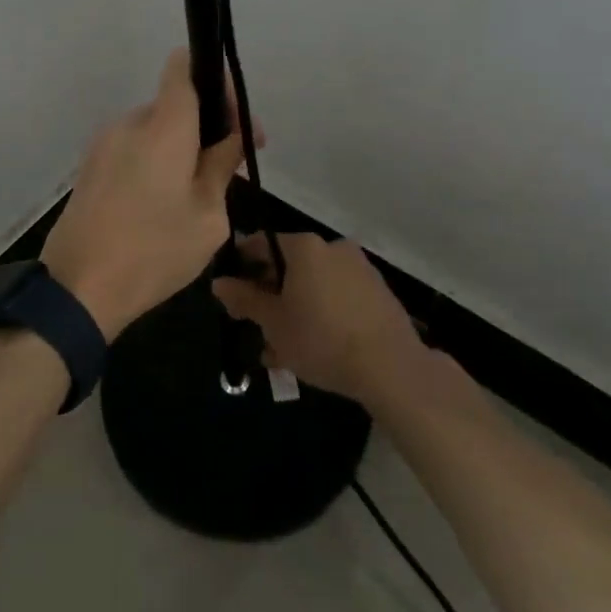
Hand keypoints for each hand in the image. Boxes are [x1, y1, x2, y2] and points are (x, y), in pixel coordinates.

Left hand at [40, 50, 249, 338]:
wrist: (77, 288)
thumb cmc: (153, 251)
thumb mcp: (207, 216)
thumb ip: (221, 167)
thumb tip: (229, 138)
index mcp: (162, 126)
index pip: (183, 68)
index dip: (214, 80)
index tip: (237, 119)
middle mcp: (128, 124)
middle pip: (173, 105)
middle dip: (205, 127)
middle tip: (231, 167)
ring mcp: (102, 145)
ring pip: (153, 131)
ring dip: (180, 149)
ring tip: (198, 194)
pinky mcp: (89, 169)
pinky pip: (132, 151)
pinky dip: (155, 163)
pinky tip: (164, 205)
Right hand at [212, 233, 428, 404]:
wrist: (391, 367)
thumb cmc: (321, 338)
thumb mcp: (272, 322)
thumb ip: (244, 298)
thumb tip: (219, 282)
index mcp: (304, 247)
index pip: (260, 244)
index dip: (240, 268)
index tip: (231, 295)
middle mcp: (332, 247)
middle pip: (288, 266)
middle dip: (268, 296)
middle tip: (255, 328)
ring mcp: (359, 269)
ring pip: (312, 286)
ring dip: (294, 311)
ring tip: (281, 350)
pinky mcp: (378, 293)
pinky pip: (337, 297)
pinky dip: (320, 315)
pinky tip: (312, 348)